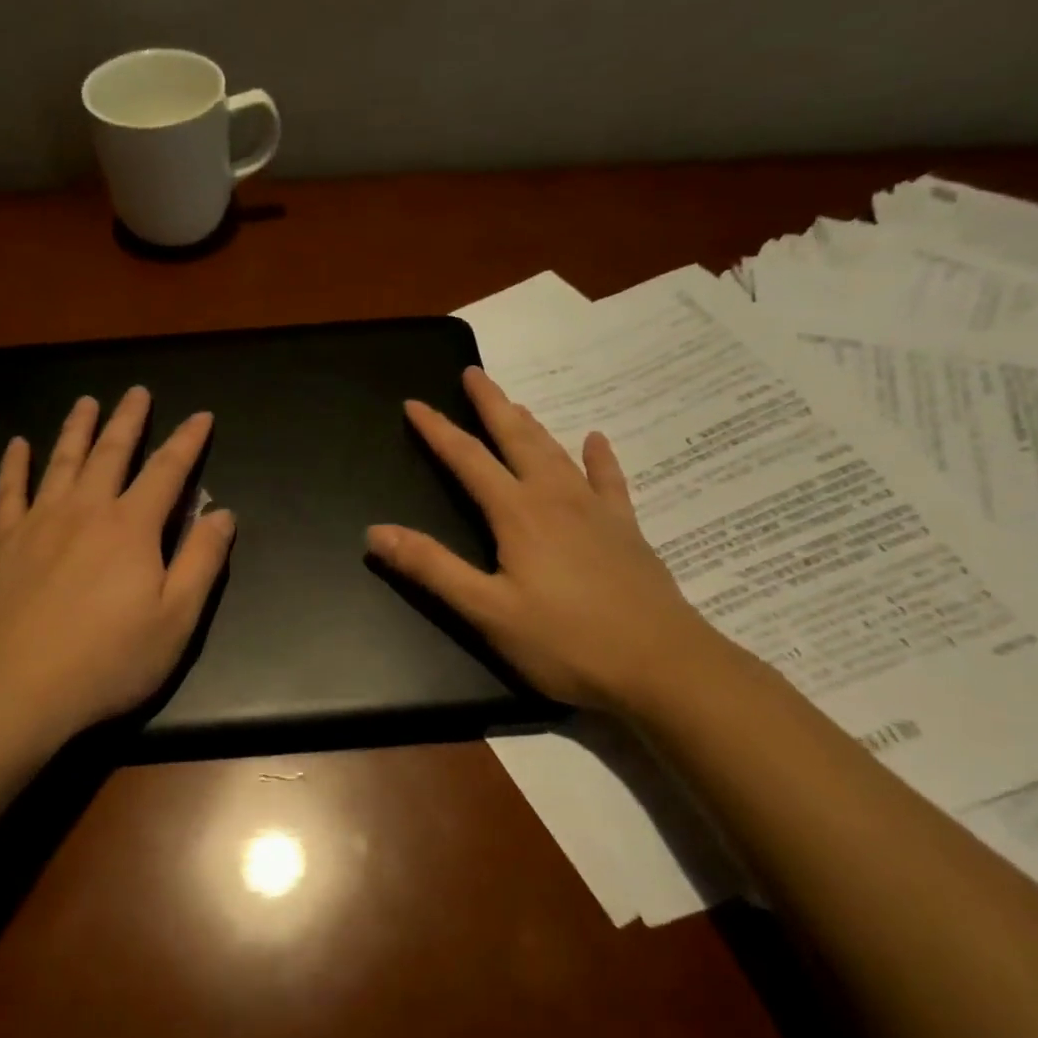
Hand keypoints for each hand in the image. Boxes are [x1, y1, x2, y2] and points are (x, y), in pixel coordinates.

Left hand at [0, 387, 234, 748]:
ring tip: (86, 402)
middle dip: (128, 420)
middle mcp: (86, 511)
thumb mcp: (176, 619)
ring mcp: (39, 524)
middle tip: (137, 391)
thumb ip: (202, 561)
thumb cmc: (108, 660)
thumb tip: (223, 514)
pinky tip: (17, 445)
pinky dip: (14, 466)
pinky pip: (8, 492)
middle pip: (111, 453)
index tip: (201, 416)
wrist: (17, 690)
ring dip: (77, 428)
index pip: (167, 471)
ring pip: (61, 461)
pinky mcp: (3, 544)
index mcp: (132, 528)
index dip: (187, 441)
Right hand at [366, 366, 725, 712]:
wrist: (662, 665)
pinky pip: (609, 479)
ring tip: (515, 402)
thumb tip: (376, 531)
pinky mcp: (626, 529)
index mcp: (518, 514)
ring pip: (556, 452)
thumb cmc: (565, 642)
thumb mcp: (486, 611)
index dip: (437, 430)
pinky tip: (596, 440)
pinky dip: (599, 457)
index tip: (414, 404)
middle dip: (491, 404)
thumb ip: (431, 568)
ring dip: (531, 424)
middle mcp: (555, 498)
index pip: (467, 459)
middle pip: (517, 438)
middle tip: (473, 373)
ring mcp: (596, 510)